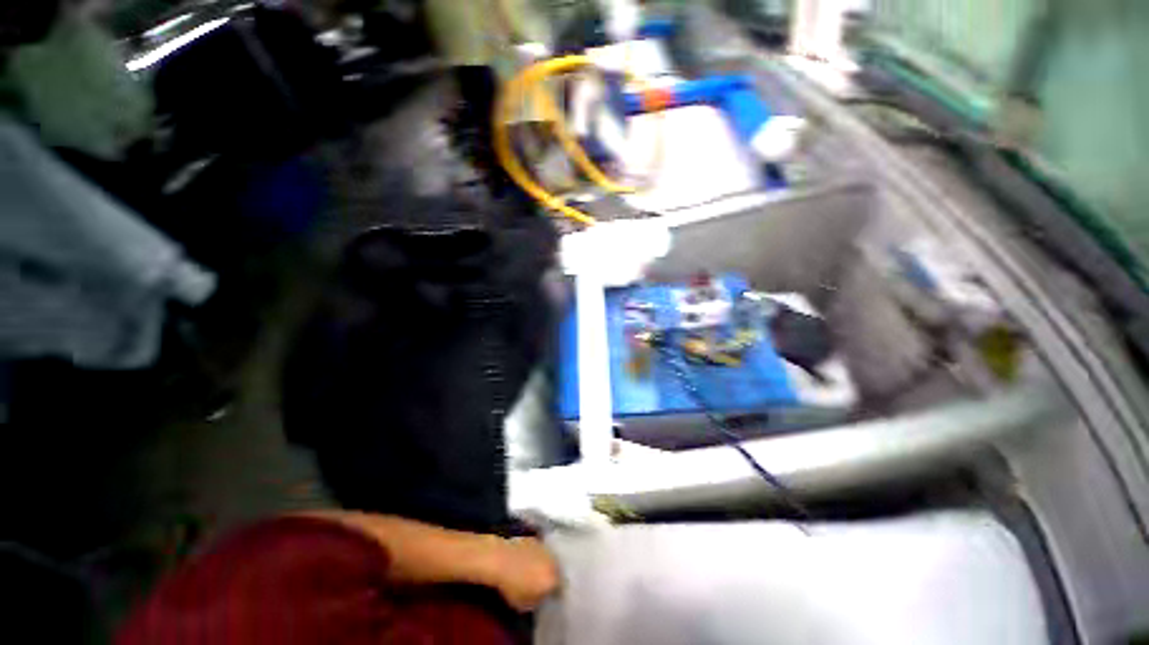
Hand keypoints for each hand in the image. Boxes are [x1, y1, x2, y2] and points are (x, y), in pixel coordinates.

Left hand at [490, 537, 559, 611]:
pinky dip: (536, 556)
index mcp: (553, 578)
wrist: (500, 560)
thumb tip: (543, 596)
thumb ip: (539, 600)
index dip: (555, 594)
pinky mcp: (534, 539)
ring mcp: (544, 548)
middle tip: (542, 583)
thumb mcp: (525, 605)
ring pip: (549, 559)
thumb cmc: (512, 586)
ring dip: (545, 564)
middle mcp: (553, 561)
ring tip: (534, 571)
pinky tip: (527, 561)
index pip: (560, 588)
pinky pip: (540, 550)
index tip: (549, 597)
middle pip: (556, 570)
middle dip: (552, 576)